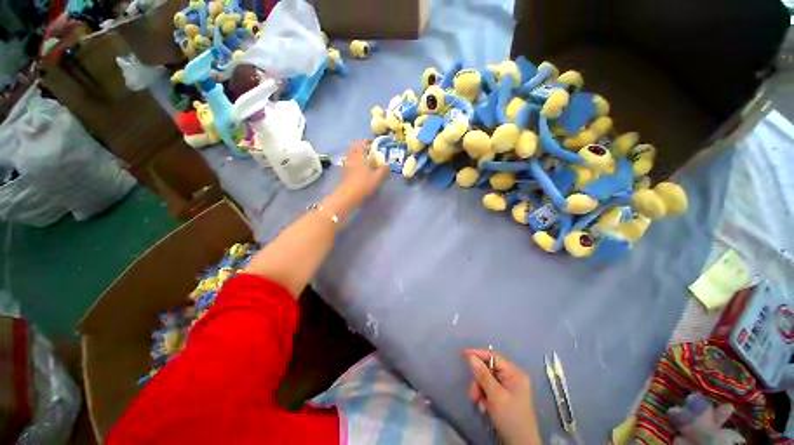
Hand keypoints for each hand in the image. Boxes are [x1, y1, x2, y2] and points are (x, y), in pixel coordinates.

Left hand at [326, 140, 388, 215]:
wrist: (349, 196)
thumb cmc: (364, 184)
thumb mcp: (378, 177)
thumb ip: (384, 169)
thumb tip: (387, 165)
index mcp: (359, 156)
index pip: (361, 143)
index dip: (367, 141)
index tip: (372, 143)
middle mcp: (351, 158)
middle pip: (353, 147)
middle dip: (361, 147)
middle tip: (368, 151)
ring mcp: (347, 166)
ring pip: (351, 156)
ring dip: (357, 155)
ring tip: (366, 161)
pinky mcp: (345, 173)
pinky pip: (350, 163)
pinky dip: (355, 163)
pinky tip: (361, 170)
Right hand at [466, 349, 541, 444]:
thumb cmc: (510, 418)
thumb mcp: (495, 396)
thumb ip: (483, 375)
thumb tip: (471, 356)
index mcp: (514, 373)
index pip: (493, 357)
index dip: (478, 354)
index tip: (463, 354)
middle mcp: (513, 377)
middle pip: (489, 369)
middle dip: (479, 380)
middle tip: (473, 394)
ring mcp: (509, 387)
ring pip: (487, 380)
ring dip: (480, 390)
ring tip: (478, 403)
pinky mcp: (505, 397)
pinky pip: (490, 389)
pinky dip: (484, 396)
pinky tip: (484, 407)